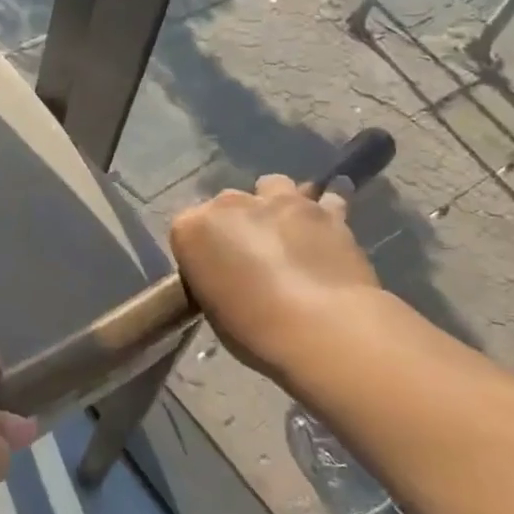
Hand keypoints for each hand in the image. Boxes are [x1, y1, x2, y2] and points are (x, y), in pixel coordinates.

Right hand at [169, 173, 379, 375]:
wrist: (322, 329)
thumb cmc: (253, 328)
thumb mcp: (212, 307)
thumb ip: (214, 276)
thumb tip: (229, 274)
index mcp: (191, 228)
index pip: (187, 227)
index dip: (201, 247)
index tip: (213, 269)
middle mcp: (229, 204)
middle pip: (227, 202)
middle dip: (236, 221)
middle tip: (250, 254)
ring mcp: (279, 202)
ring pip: (273, 185)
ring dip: (275, 202)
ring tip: (285, 229)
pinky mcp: (324, 211)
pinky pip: (326, 197)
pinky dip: (325, 205)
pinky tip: (327, 218)